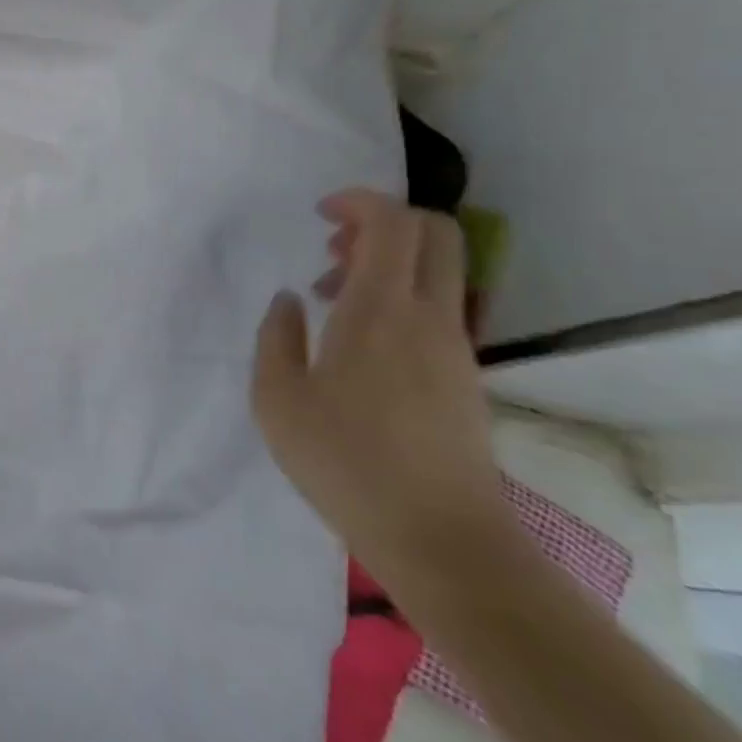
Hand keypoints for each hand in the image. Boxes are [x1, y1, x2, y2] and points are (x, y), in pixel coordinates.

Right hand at [251, 190, 517, 590]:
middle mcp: (429, 316)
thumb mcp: (278, 400)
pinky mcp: (464, 374)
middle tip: (332, 252)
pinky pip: (437, 306)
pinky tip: (359, 342)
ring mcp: (455, 346)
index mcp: (381, 311)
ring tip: (332, 300)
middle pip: (434, 233)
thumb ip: (276, 337)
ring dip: (388, 264)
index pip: (393, 223)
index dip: (359, 201)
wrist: (443, 540)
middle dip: (382, 222)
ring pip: (437, 270)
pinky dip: (400, 298)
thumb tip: (290, 301)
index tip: (320, 215)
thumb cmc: (346, 464)